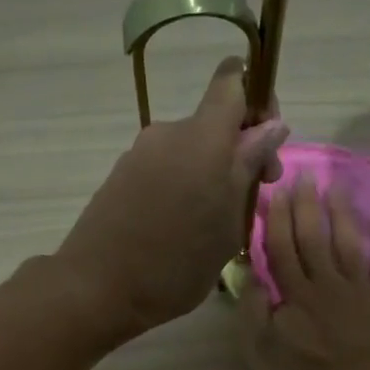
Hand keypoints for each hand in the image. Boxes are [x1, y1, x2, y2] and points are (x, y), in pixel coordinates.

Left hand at [55, 57, 288, 338]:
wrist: (98, 288)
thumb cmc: (176, 262)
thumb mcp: (229, 222)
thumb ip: (249, 168)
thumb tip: (272, 126)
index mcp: (203, 138)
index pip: (233, 81)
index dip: (257, 99)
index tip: (267, 143)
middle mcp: (169, 133)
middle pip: (213, 123)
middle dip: (239, 152)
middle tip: (251, 199)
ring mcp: (140, 154)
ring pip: (190, 150)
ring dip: (210, 174)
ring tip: (213, 225)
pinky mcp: (121, 175)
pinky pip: (165, 168)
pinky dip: (182, 186)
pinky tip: (181, 228)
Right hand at [238, 172, 369, 369]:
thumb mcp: (267, 358)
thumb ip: (254, 317)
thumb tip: (249, 278)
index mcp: (296, 296)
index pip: (282, 249)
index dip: (278, 220)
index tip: (276, 190)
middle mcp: (328, 284)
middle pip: (315, 238)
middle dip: (307, 205)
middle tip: (304, 175)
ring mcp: (361, 291)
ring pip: (349, 244)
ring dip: (342, 213)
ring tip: (337, 185)